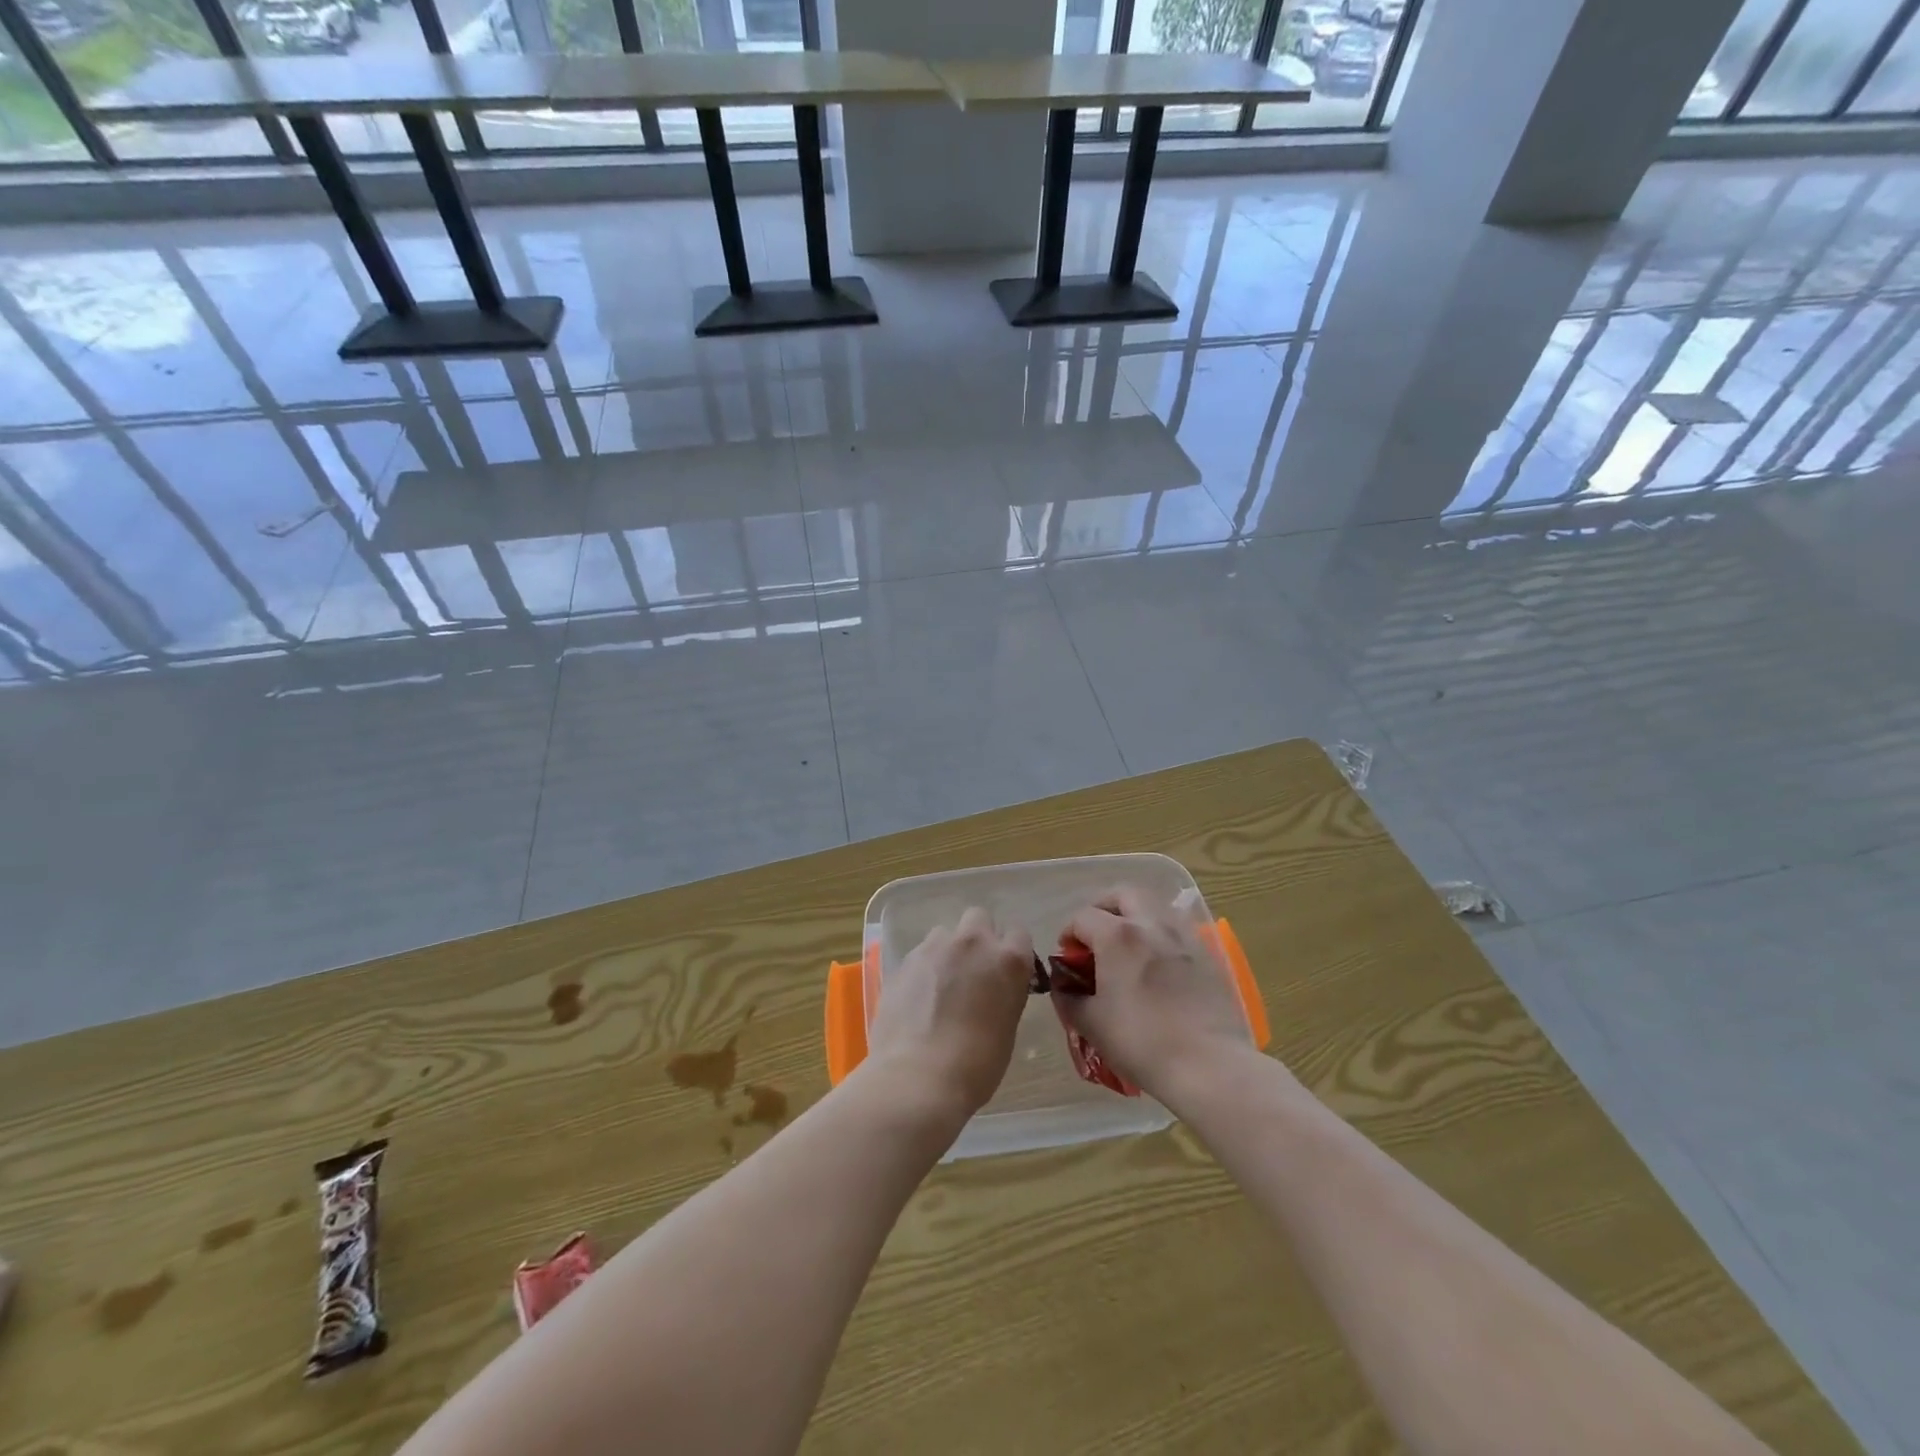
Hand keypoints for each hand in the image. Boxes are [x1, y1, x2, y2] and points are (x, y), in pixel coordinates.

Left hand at [866, 909, 1033, 1122]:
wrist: (919, 1077)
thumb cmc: (976, 1065)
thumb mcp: (1007, 1027)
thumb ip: (1004, 993)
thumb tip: (994, 988)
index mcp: (1008, 960)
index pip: (1019, 934)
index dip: (1012, 952)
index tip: (1006, 971)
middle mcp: (973, 943)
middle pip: (979, 917)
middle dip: (978, 937)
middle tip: (973, 970)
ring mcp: (935, 947)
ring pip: (946, 933)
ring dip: (948, 950)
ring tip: (941, 984)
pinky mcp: (905, 960)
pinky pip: (921, 953)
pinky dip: (924, 968)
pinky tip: (919, 998)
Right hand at [1053, 887, 1258, 1099]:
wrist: (1209, 1065)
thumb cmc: (1141, 1042)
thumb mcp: (1091, 1024)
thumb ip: (1069, 999)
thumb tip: (1063, 987)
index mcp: (1117, 936)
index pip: (1083, 917)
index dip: (1069, 934)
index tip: (1067, 958)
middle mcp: (1150, 924)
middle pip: (1122, 894)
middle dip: (1103, 907)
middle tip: (1096, 934)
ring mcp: (1183, 936)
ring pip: (1154, 906)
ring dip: (1134, 915)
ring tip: (1127, 946)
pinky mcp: (1207, 954)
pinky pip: (1178, 928)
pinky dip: (1160, 934)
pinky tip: (1157, 963)